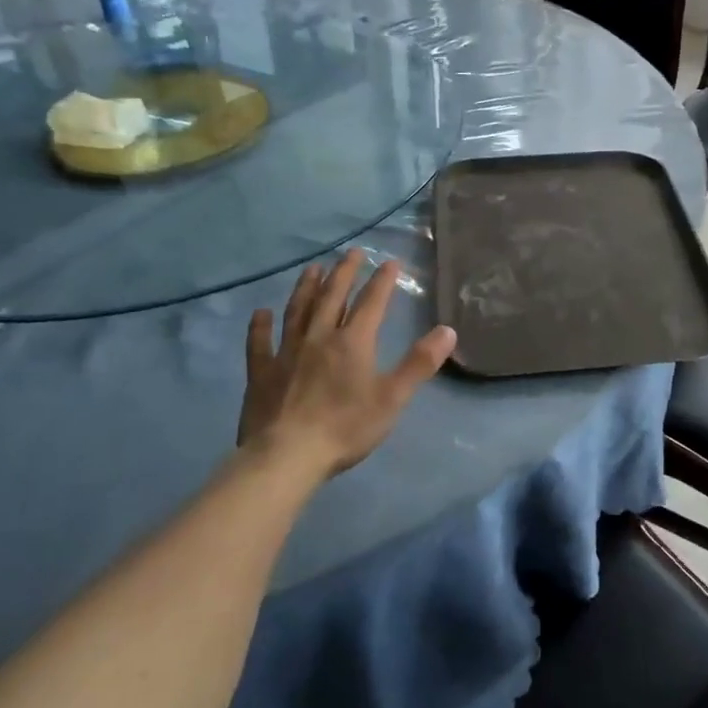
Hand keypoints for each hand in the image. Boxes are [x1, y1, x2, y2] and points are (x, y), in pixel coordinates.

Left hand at [238, 249, 456, 477]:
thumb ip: (420, 363)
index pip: (371, 303)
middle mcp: (318, 337)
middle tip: (351, 252)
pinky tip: (260, 313)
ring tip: (312, 269)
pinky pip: (260, 342)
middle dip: (344, 273)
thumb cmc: (345, 428)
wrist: (286, 455)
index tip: (390, 262)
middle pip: (332, 297)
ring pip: (297, 310)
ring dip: (306, 287)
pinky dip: (260, 326)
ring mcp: (286, 352)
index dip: (382, 281)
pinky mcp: (261, 372)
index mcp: (352, 342)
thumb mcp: (392, 398)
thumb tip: (448, 330)